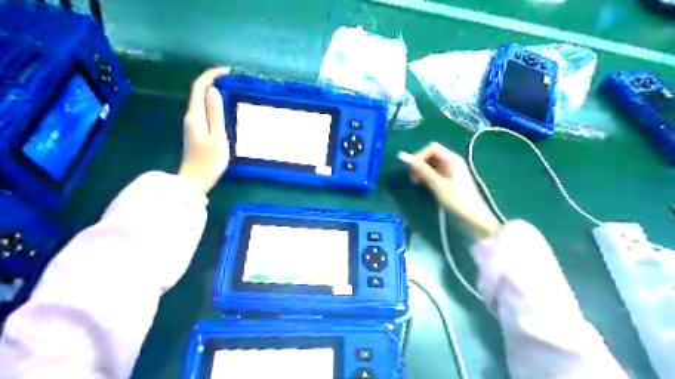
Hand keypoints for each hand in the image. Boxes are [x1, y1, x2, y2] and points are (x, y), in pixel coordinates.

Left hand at [176, 66, 231, 193]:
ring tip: (233, 93)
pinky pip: (205, 111)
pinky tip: (225, 110)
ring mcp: (193, 124)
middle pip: (199, 92)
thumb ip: (216, 114)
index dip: (211, 75)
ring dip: (215, 93)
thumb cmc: (209, 161)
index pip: (199, 87)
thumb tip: (214, 91)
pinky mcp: (197, 132)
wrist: (195, 181)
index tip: (228, 72)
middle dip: (215, 82)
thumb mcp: (217, 137)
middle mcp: (191, 116)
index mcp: (195, 115)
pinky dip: (215, 105)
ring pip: (202, 102)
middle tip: (234, 82)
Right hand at [400, 141, 500, 235]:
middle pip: (432, 154)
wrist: (475, 219)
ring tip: (417, 182)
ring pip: (432, 163)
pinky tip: (424, 185)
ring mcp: (452, 170)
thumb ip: (421, 170)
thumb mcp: (438, 185)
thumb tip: (403, 156)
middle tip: (413, 178)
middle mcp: (453, 161)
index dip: (419, 156)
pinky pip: (435, 171)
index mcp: (452, 159)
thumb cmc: (457, 201)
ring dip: (422, 170)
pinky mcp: (450, 179)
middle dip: (420, 163)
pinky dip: (427, 176)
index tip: (411, 171)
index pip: (432, 148)